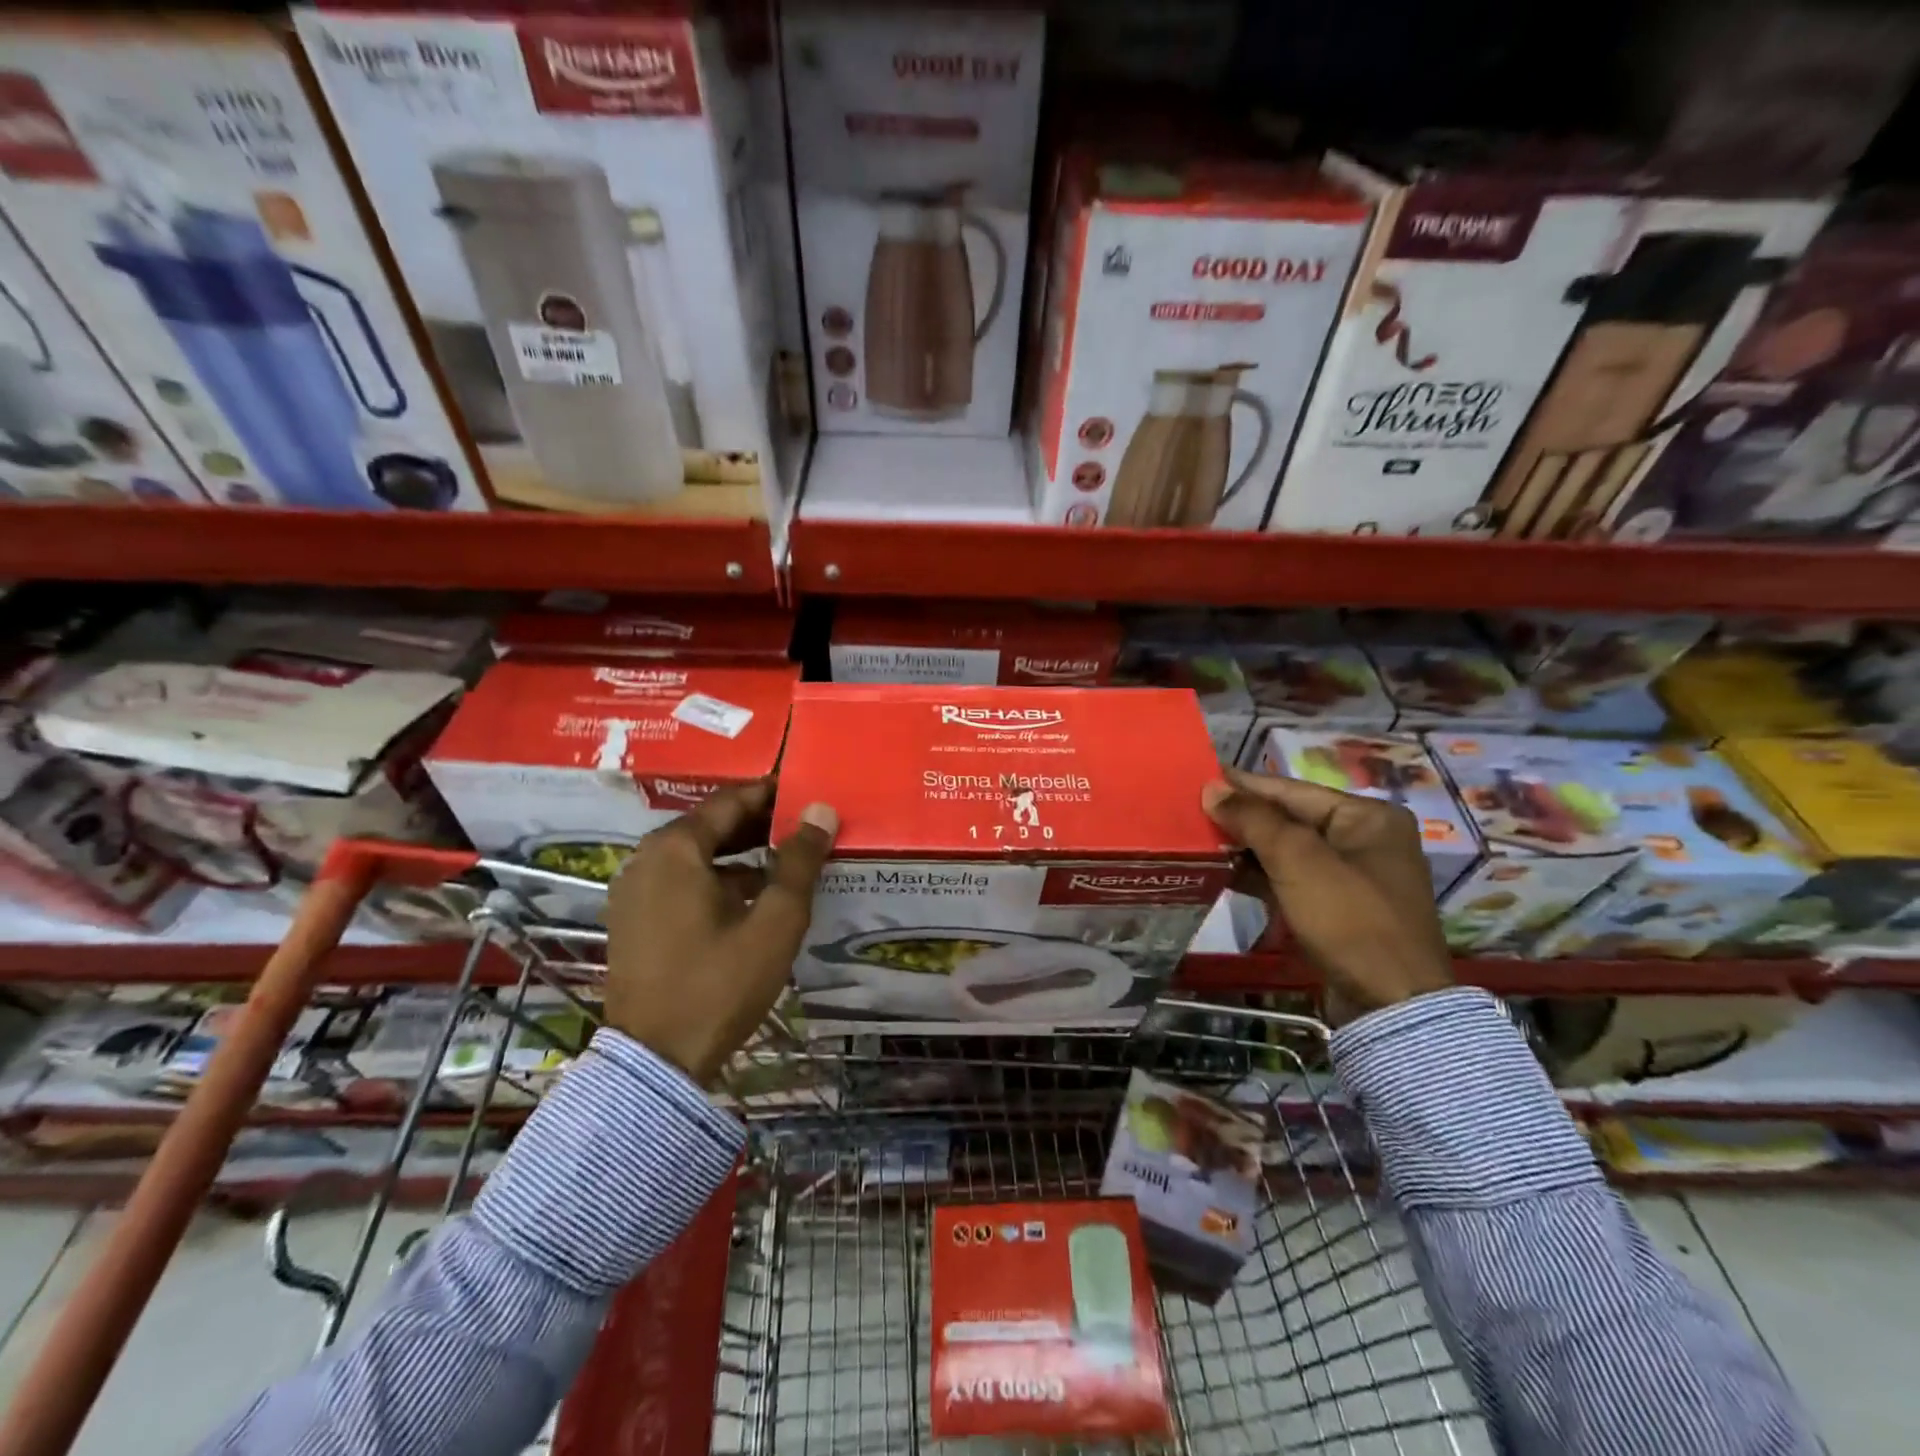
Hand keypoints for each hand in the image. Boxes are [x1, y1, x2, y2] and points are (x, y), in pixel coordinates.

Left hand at [602, 782, 837, 1082]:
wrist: (655, 1061)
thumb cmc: (720, 984)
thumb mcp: (775, 922)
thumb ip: (799, 862)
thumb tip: (821, 811)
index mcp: (675, 849)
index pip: (731, 801)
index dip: (772, 794)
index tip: (808, 792)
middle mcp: (647, 859)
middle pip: (711, 825)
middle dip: (759, 823)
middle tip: (805, 826)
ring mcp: (635, 891)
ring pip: (696, 855)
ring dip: (740, 853)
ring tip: (787, 860)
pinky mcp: (634, 920)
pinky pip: (682, 881)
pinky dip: (717, 878)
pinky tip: (753, 898)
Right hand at [1201, 767, 1451, 1025]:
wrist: (1391, 1006)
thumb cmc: (1350, 920)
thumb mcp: (1299, 862)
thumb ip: (1254, 820)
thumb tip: (1211, 788)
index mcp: (1367, 817)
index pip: (1291, 790)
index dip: (1242, 785)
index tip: (1198, 777)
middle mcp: (1364, 839)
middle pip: (1289, 819)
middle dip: (1241, 819)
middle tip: (1190, 811)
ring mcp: (1351, 876)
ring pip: (1286, 850)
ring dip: (1244, 848)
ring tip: (1197, 840)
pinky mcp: (1337, 908)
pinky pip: (1290, 879)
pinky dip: (1258, 875)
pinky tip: (1221, 873)